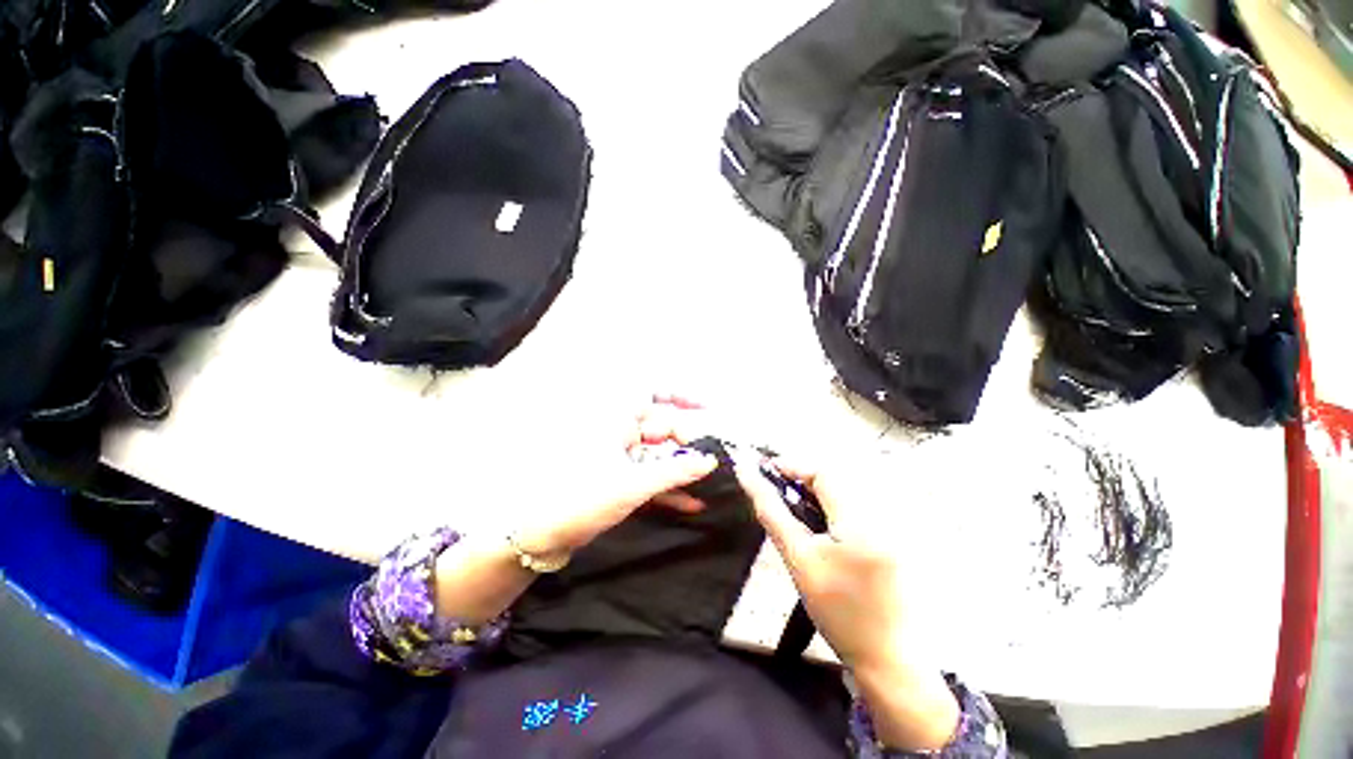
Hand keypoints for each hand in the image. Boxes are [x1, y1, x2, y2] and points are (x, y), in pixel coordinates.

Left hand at [508, 397, 719, 557]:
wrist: (540, 536)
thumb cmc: (584, 498)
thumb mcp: (634, 484)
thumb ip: (675, 471)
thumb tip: (710, 460)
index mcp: (618, 421)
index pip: (654, 394)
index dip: (682, 396)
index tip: (708, 408)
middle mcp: (621, 434)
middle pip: (663, 429)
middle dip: (688, 445)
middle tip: (714, 465)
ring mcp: (621, 459)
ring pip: (659, 457)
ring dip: (682, 471)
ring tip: (711, 485)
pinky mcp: (621, 481)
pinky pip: (651, 478)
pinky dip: (669, 489)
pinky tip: (692, 504)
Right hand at [731, 452, 908, 673]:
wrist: (887, 660)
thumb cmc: (839, 612)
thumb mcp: (798, 560)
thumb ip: (772, 513)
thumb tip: (747, 475)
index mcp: (860, 519)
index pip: (824, 472)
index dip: (793, 465)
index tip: (766, 470)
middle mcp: (882, 515)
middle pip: (835, 479)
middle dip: (802, 479)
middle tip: (776, 492)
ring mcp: (892, 528)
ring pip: (844, 492)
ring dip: (815, 493)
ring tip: (793, 509)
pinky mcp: (892, 540)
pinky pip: (855, 508)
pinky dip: (831, 508)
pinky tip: (818, 526)